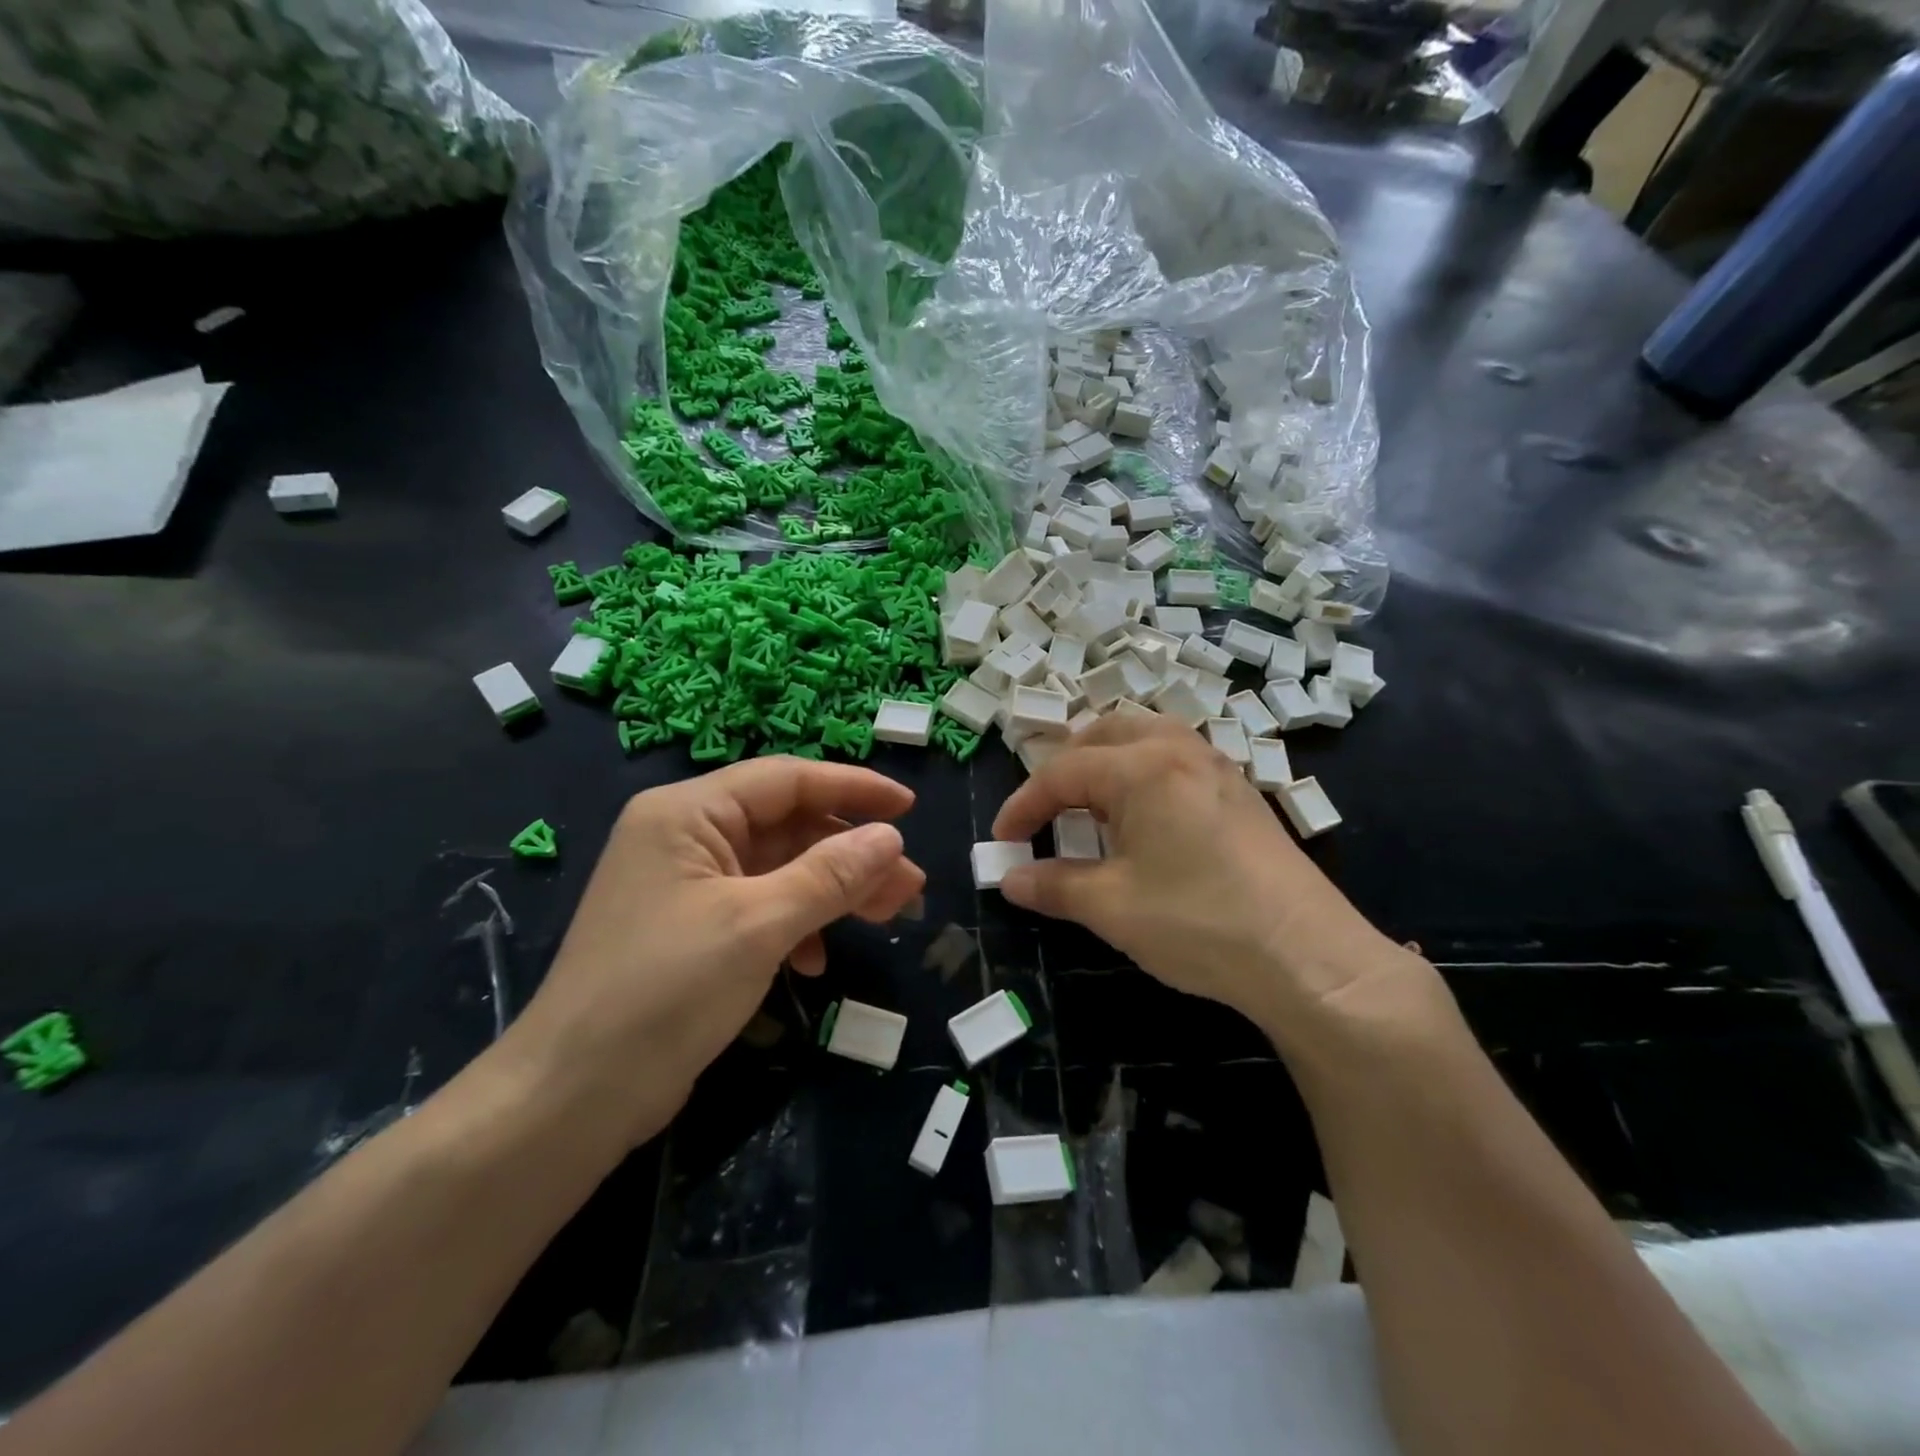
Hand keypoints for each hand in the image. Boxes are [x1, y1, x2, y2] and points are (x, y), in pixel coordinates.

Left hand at [502, 759, 924, 1147]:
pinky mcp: (692, 930)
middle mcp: (685, 836)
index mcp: (688, 813)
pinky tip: (817, 961)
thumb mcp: (758, 925)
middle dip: (850, 852)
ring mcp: (687, 885)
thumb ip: (830, 875)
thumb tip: (891, 838)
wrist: (572, 1099)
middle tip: (908, 885)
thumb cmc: (664, 992)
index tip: (909, 808)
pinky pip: (760, 907)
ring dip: (833, 891)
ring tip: (888, 916)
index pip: (786, 779)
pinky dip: (797, 925)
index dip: (853, 788)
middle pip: (787, 826)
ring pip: (779, 869)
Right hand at [991, 715, 1438, 1055]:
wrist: (1309, 956)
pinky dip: (1144, 774)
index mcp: (1142, 767)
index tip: (1001, 841)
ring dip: (1108, 762)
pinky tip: (1147, 821)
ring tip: (1093, 806)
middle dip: (1066, 767)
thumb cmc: (1199, 922)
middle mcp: (1180, 751)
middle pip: (1106, 734)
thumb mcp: (1112, 907)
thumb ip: (1053, 885)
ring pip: (1147, 738)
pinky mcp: (1242, 794)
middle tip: (1047, 810)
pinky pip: (1178, 760)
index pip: (1062, 773)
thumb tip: (1009, 879)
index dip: (1023, 805)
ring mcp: (1218, 768)